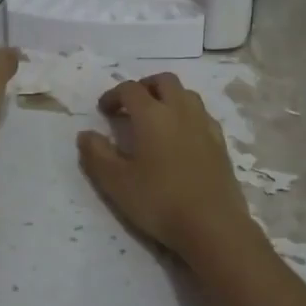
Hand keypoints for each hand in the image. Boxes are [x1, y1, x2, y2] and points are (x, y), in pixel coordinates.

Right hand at [76, 73, 255, 260]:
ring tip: (156, 118)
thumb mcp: (116, 183)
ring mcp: (204, 125)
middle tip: (131, 106)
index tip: (104, 111)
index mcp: (152, 115)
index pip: (130, 89)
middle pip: (163, 81)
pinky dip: (187, 115)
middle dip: (144, 87)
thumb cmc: (159, 201)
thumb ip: (97, 155)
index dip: (113, 95)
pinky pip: (202, 114)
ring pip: (186, 94)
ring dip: (168, 97)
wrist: (212, 224)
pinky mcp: (220, 142)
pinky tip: (181, 137)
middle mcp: (180, 110)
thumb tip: (86, 134)